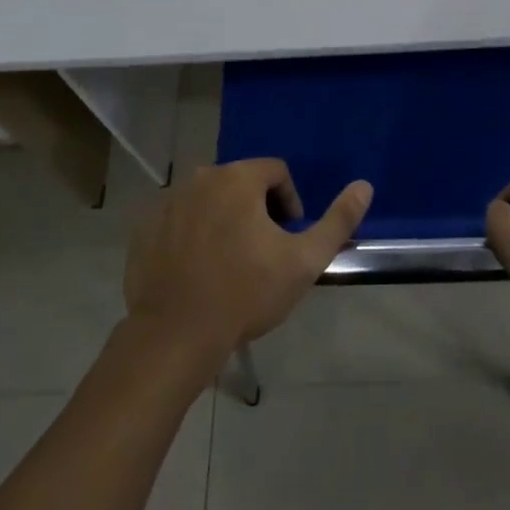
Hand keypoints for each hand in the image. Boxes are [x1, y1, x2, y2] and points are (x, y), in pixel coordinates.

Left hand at [123, 159, 371, 366]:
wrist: (174, 337)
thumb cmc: (245, 294)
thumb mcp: (304, 261)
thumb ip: (337, 220)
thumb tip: (365, 185)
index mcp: (237, 178)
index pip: (275, 172)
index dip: (289, 202)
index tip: (288, 238)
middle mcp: (199, 178)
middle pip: (240, 182)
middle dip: (256, 210)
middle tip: (262, 252)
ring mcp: (167, 203)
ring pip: (208, 200)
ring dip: (224, 220)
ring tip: (230, 263)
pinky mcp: (144, 230)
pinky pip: (179, 221)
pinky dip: (192, 236)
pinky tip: (198, 271)